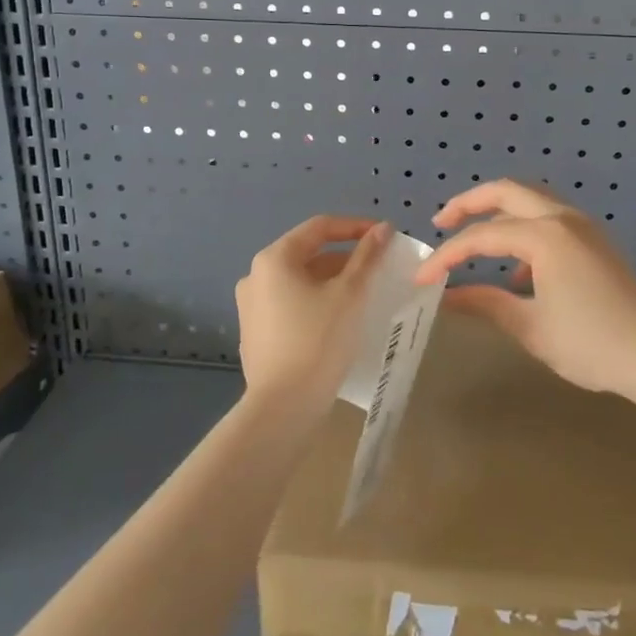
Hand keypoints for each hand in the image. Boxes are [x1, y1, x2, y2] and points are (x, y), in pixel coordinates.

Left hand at [236, 216, 393, 412]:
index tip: (384, 237)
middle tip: (377, 269)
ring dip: (331, 282)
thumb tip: (382, 229)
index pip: (319, 227)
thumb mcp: (349, 295)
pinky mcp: (255, 333)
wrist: (282, 408)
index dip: (354, 227)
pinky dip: (314, 303)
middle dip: (344, 258)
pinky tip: (337, 321)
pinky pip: (290, 305)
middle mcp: (255, 276)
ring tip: (362, 295)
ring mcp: (251, 306)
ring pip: (299, 281)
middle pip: (307, 254)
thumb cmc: (318, 341)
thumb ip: (366, 257)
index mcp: (274, 259)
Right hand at [414, 180, 635, 399]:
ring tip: (473, 239)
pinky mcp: (595, 241)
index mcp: (545, 235)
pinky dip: (524, 229)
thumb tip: (445, 297)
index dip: (447, 255)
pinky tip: (519, 272)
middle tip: (441, 221)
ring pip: (530, 200)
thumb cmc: (591, 344)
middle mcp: (563, 218)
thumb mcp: (530, 326)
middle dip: (469, 203)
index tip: (422, 277)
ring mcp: (583, 226)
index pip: (482, 236)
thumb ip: (485, 303)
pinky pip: (550, 218)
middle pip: (506, 191)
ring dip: (498, 211)